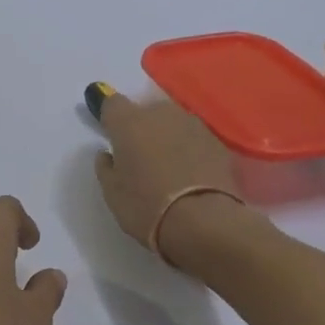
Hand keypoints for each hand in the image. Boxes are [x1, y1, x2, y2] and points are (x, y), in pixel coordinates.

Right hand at [93, 94, 242, 261]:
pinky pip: (194, 139)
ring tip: (166, 165)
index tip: (108, 130)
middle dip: (140, 127)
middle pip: (146, 111)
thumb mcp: (112, 192)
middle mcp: (161, 114)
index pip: (112, 102)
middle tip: (138, 155)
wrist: (203, 221)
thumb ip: (106, 167)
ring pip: (172, 123)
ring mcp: (193, 125)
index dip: (108, 114)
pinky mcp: (218, 142)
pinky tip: (188, 172)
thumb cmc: (146, 206)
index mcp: (129, 123)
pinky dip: (188, 149)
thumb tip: (108, 155)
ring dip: (166, 136)